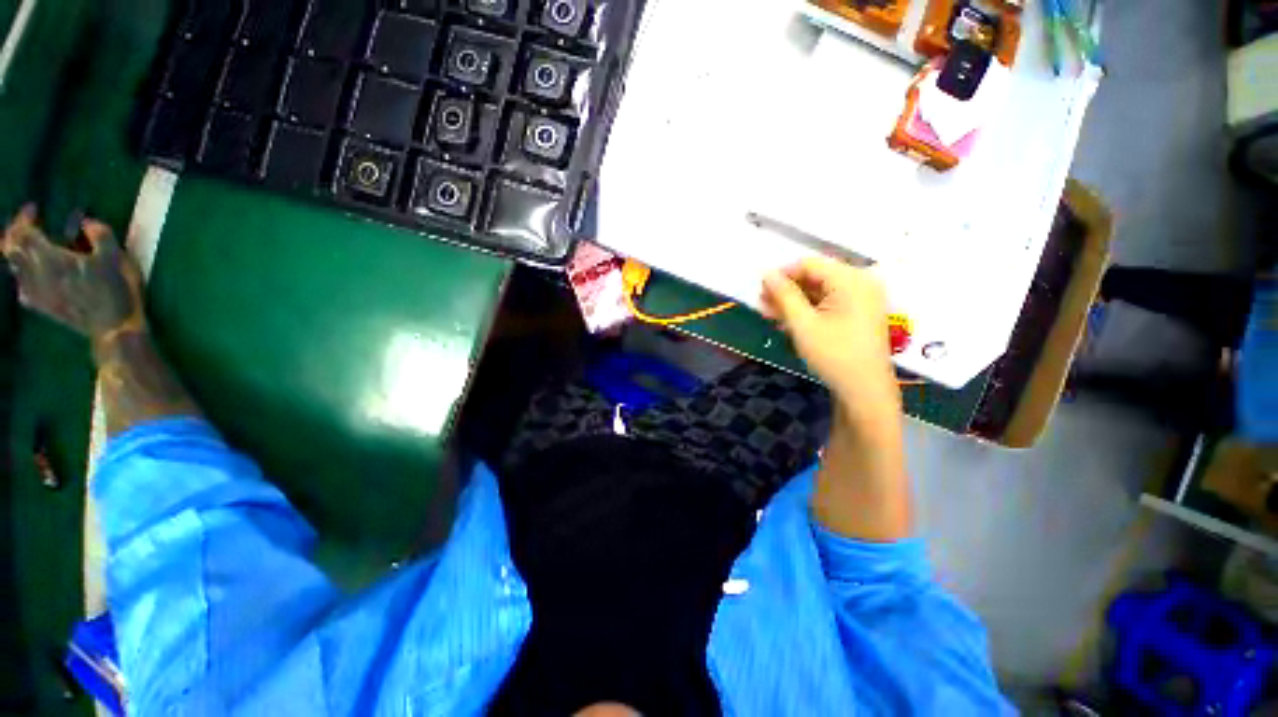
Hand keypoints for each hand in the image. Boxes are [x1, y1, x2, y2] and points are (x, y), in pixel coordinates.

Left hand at [2, 206, 145, 349]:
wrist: (113, 328)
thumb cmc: (115, 290)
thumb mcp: (115, 257)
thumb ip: (100, 235)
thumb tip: (87, 222)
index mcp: (49, 259)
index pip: (23, 232)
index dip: (24, 218)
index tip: (34, 209)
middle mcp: (35, 274)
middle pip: (10, 249)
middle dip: (15, 234)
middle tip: (27, 225)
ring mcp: (36, 292)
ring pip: (13, 266)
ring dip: (18, 253)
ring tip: (31, 246)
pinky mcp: (41, 305)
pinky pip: (21, 285)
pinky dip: (23, 273)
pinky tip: (34, 274)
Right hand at [761, 256, 899, 421]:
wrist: (864, 390)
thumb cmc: (833, 354)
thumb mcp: (802, 324)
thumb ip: (784, 295)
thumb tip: (766, 273)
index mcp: (850, 279)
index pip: (809, 264)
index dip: (782, 274)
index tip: (760, 290)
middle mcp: (860, 282)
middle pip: (815, 276)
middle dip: (786, 290)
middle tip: (761, 304)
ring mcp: (863, 298)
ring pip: (820, 291)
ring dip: (794, 301)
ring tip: (770, 315)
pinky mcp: (860, 313)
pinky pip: (829, 303)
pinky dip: (808, 309)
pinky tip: (789, 321)